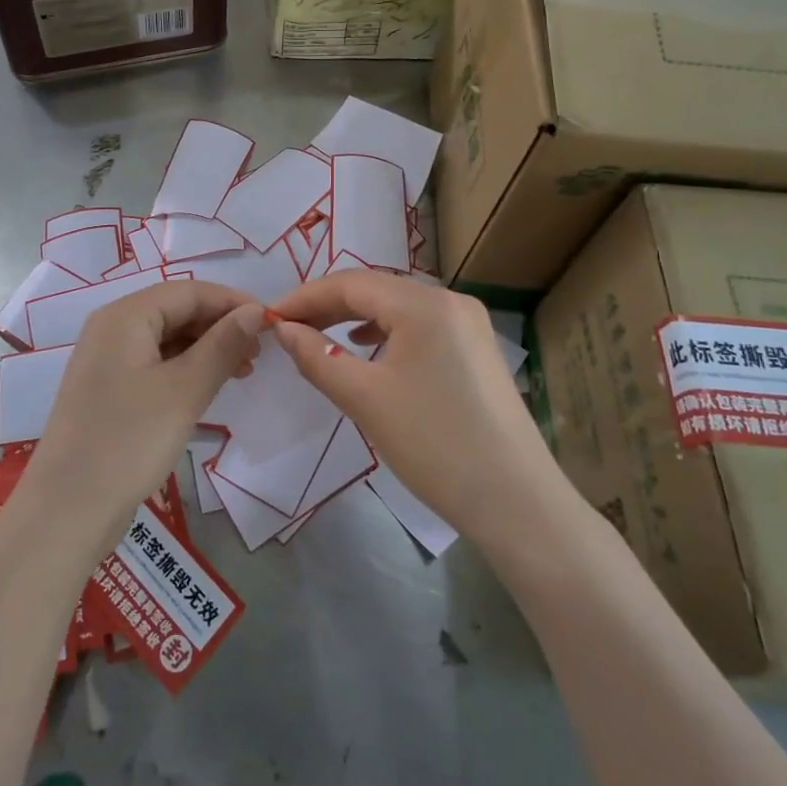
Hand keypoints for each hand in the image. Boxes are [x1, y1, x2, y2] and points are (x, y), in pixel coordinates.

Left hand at [18, 280, 265, 556]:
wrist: (68, 510)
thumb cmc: (129, 441)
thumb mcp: (184, 391)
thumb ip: (222, 345)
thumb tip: (254, 311)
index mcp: (125, 316)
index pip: (188, 291)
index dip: (231, 302)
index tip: (271, 322)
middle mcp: (112, 328)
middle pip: (176, 310)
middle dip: (220, 325)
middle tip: (260, 352)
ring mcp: (108, 361)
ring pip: (167, 338)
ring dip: (207, 348)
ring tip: (244, 371)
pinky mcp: (110, 390)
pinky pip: (155, 363)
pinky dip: (186, 369)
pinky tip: (210, 386)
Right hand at [271, 271, 565, 545]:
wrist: (517, 502)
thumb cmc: (435, 445)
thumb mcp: (365, 399)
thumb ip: (318, 356)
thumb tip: (283, 330)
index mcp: (425, 304)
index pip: (351, 283)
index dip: (305, 297)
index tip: (269, 318)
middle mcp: (450, 300)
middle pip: (376, 289)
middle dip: (327, 305)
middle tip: (288, 329)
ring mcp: (468, 324)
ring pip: (397, 307)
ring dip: (354, 317)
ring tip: (318, 336)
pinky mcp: (475, 349)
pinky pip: (418, 326)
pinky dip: (384, 332)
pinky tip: (366, 348)